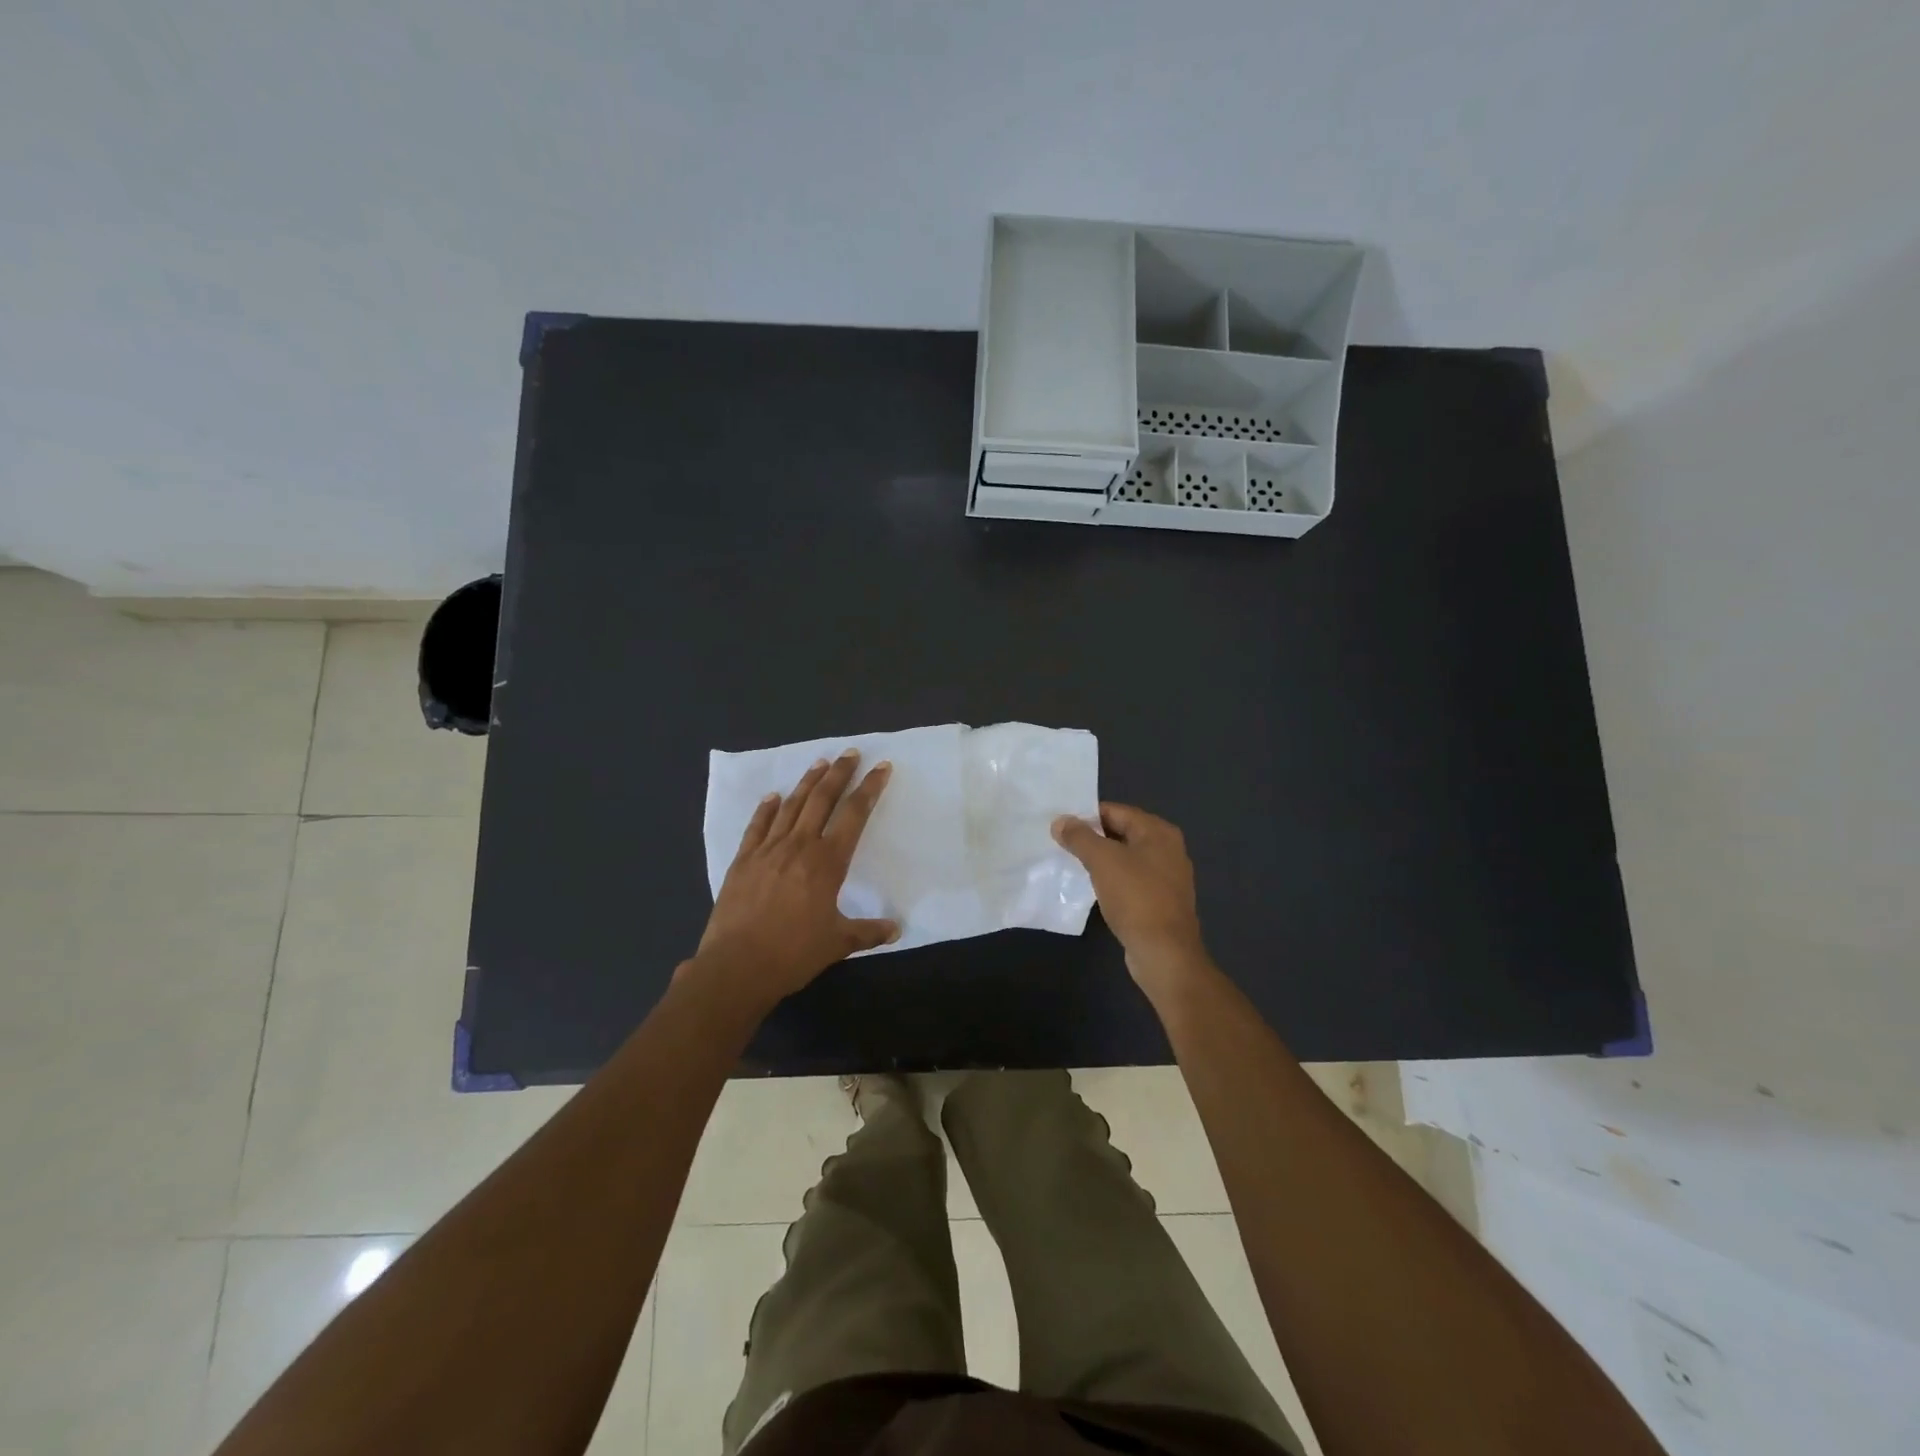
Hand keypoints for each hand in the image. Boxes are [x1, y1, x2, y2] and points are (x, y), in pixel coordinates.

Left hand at [687, 749, 898, 1014]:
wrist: (737, 966)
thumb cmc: (793, 953)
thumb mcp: (838, 943)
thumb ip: (868, 932)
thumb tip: (896, 929)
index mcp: (827, 862)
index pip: (854, 815)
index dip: (869, 789)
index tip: (881, 767)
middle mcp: (799, 846)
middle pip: (822, 799)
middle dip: (839, 773)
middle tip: (850, 753)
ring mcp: (768, 850)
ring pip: (791, 806)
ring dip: (806, 782)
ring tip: (819, 763)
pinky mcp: (743, 860)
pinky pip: (757, 826)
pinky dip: (766, 809)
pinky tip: (773, 797)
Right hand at [1052, 803, 1214, 1000]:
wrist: (1164, 952)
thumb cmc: (1135, 897)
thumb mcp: (1102, 860)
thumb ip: (1079, 837)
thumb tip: (1060, 821)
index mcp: (1158, 832)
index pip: (1116, 811)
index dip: (1087, 816)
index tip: (1061, 825)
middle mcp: (1168, 848)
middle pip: (1122, 832)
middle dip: (1093, 837)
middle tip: (1062, 844)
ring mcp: (1168, 876)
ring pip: (1126, 858)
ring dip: (1102, 860)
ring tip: (1073, 864)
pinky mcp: (1162, 900)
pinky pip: (1132, 880)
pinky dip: (1113, 879)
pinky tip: (1094, 887)